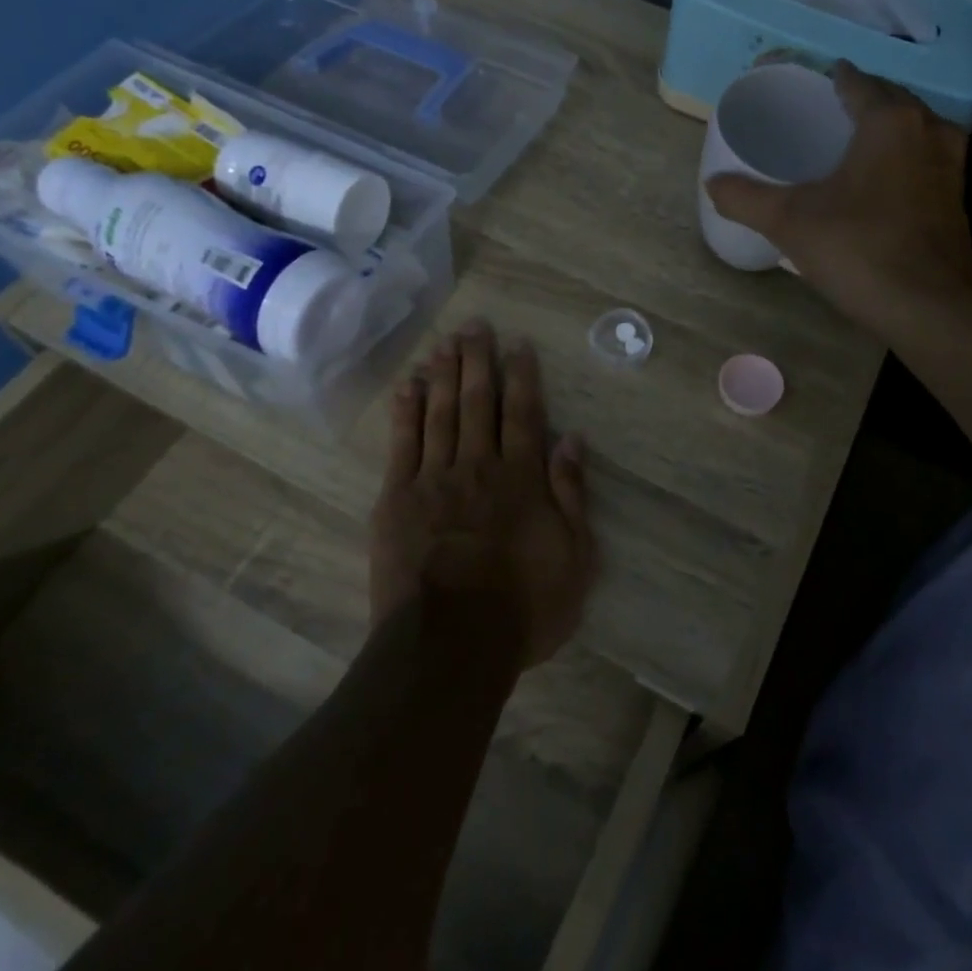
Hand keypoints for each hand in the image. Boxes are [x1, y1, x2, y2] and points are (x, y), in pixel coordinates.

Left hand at [368, 321, 596, 668]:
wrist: (449, 645)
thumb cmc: (522, 607)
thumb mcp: (574, 559)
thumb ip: (572, 495)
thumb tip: (573, 440)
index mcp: (522, 479)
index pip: (524, 414)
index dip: (522, 376)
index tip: (518, 344)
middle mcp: (479, 466)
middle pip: (478, 402)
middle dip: (478, 361)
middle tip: (476, 325)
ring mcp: (434, 479)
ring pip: (440, 413)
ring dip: (444, 374)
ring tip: (446, 341)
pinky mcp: (397, 498)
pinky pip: (402, 443)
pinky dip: (406, 411)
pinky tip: (409, 385)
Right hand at [705, 61, 971, 338]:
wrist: (927, 307)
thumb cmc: (858, 249)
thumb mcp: (789, 222)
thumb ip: (746, 198)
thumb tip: (712, 184)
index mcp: (889, 121)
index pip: (857, 82)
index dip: (832, 79)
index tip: (810, 84)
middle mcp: (928, 129)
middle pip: (890, 100)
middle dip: (861, 101)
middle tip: (824, 114)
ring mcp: (951, 164)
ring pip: (914, 129)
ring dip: (886, 130)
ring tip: (851, 145)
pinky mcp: (957, 198)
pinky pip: (925, 159)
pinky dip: (903, 158)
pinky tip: (880, 182)